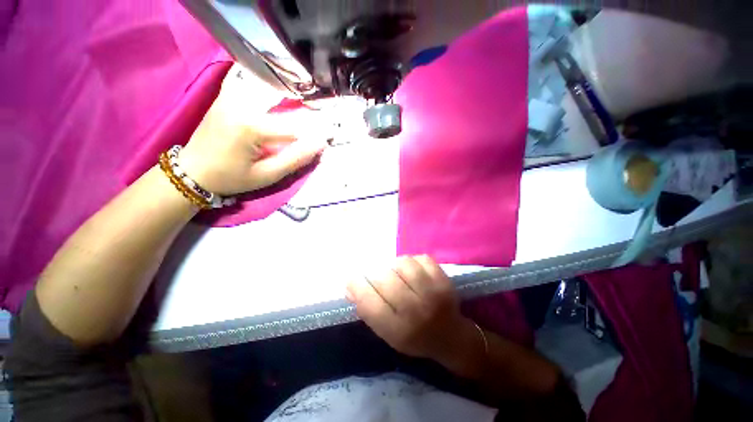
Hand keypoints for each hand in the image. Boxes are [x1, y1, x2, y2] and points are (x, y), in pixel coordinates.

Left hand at [179, 63, 328, 194]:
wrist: (192, 171)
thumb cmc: (232, 177)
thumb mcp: (268, 175)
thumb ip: (295, 159)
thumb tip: (320, 143)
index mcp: (251, 126)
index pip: (295, 126)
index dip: (315, 131)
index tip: (330, 134)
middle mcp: (240, 103)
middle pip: (282, 94)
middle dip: (305, 101)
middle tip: (321, 109)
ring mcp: (231, 95)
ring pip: (266, 80)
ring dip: (287, 86)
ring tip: (304, 95)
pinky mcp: (225, 94)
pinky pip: (247, 76)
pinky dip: (264, 76)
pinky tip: (275, 81)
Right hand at [346, 256, 479, 365]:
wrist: (451, 338)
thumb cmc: (414, 337)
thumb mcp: (387, 333)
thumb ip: (368, 310)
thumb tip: (350, 286)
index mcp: (398, 330)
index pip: (369, 303)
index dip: (357, 286)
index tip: (352, 278)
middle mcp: (415, 311)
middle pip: (385, 280)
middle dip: (376, 275)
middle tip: (379, 277)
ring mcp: (433, 293)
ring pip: (404, 264)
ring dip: (395, 265)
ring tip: (397, 273)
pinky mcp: (444, 280)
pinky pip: (422, 259)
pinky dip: (414, 261)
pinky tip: (414, 271)